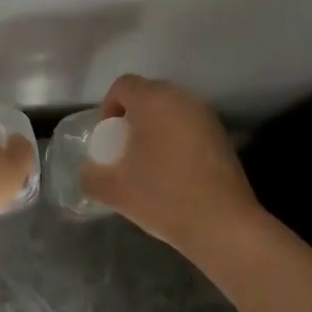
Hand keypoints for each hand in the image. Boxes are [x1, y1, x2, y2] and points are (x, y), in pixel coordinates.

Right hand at [80, 75, 260, 256]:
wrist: (224, 226)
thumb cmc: (163, 197)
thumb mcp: (114, 190)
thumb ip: (91, 175)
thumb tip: (88, 171)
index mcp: (153, 101)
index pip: (123, 85)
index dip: (109, 106)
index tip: (108, 137)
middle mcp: (182, 99)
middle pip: (148, 94)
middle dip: (132, 116)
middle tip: (125, 148)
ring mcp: (206, 116)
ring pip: (171, 110)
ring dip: (156, 127)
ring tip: (150, 161)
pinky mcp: (222, 136)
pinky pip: (190, 126)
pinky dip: (177, 139)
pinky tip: (176, 172)